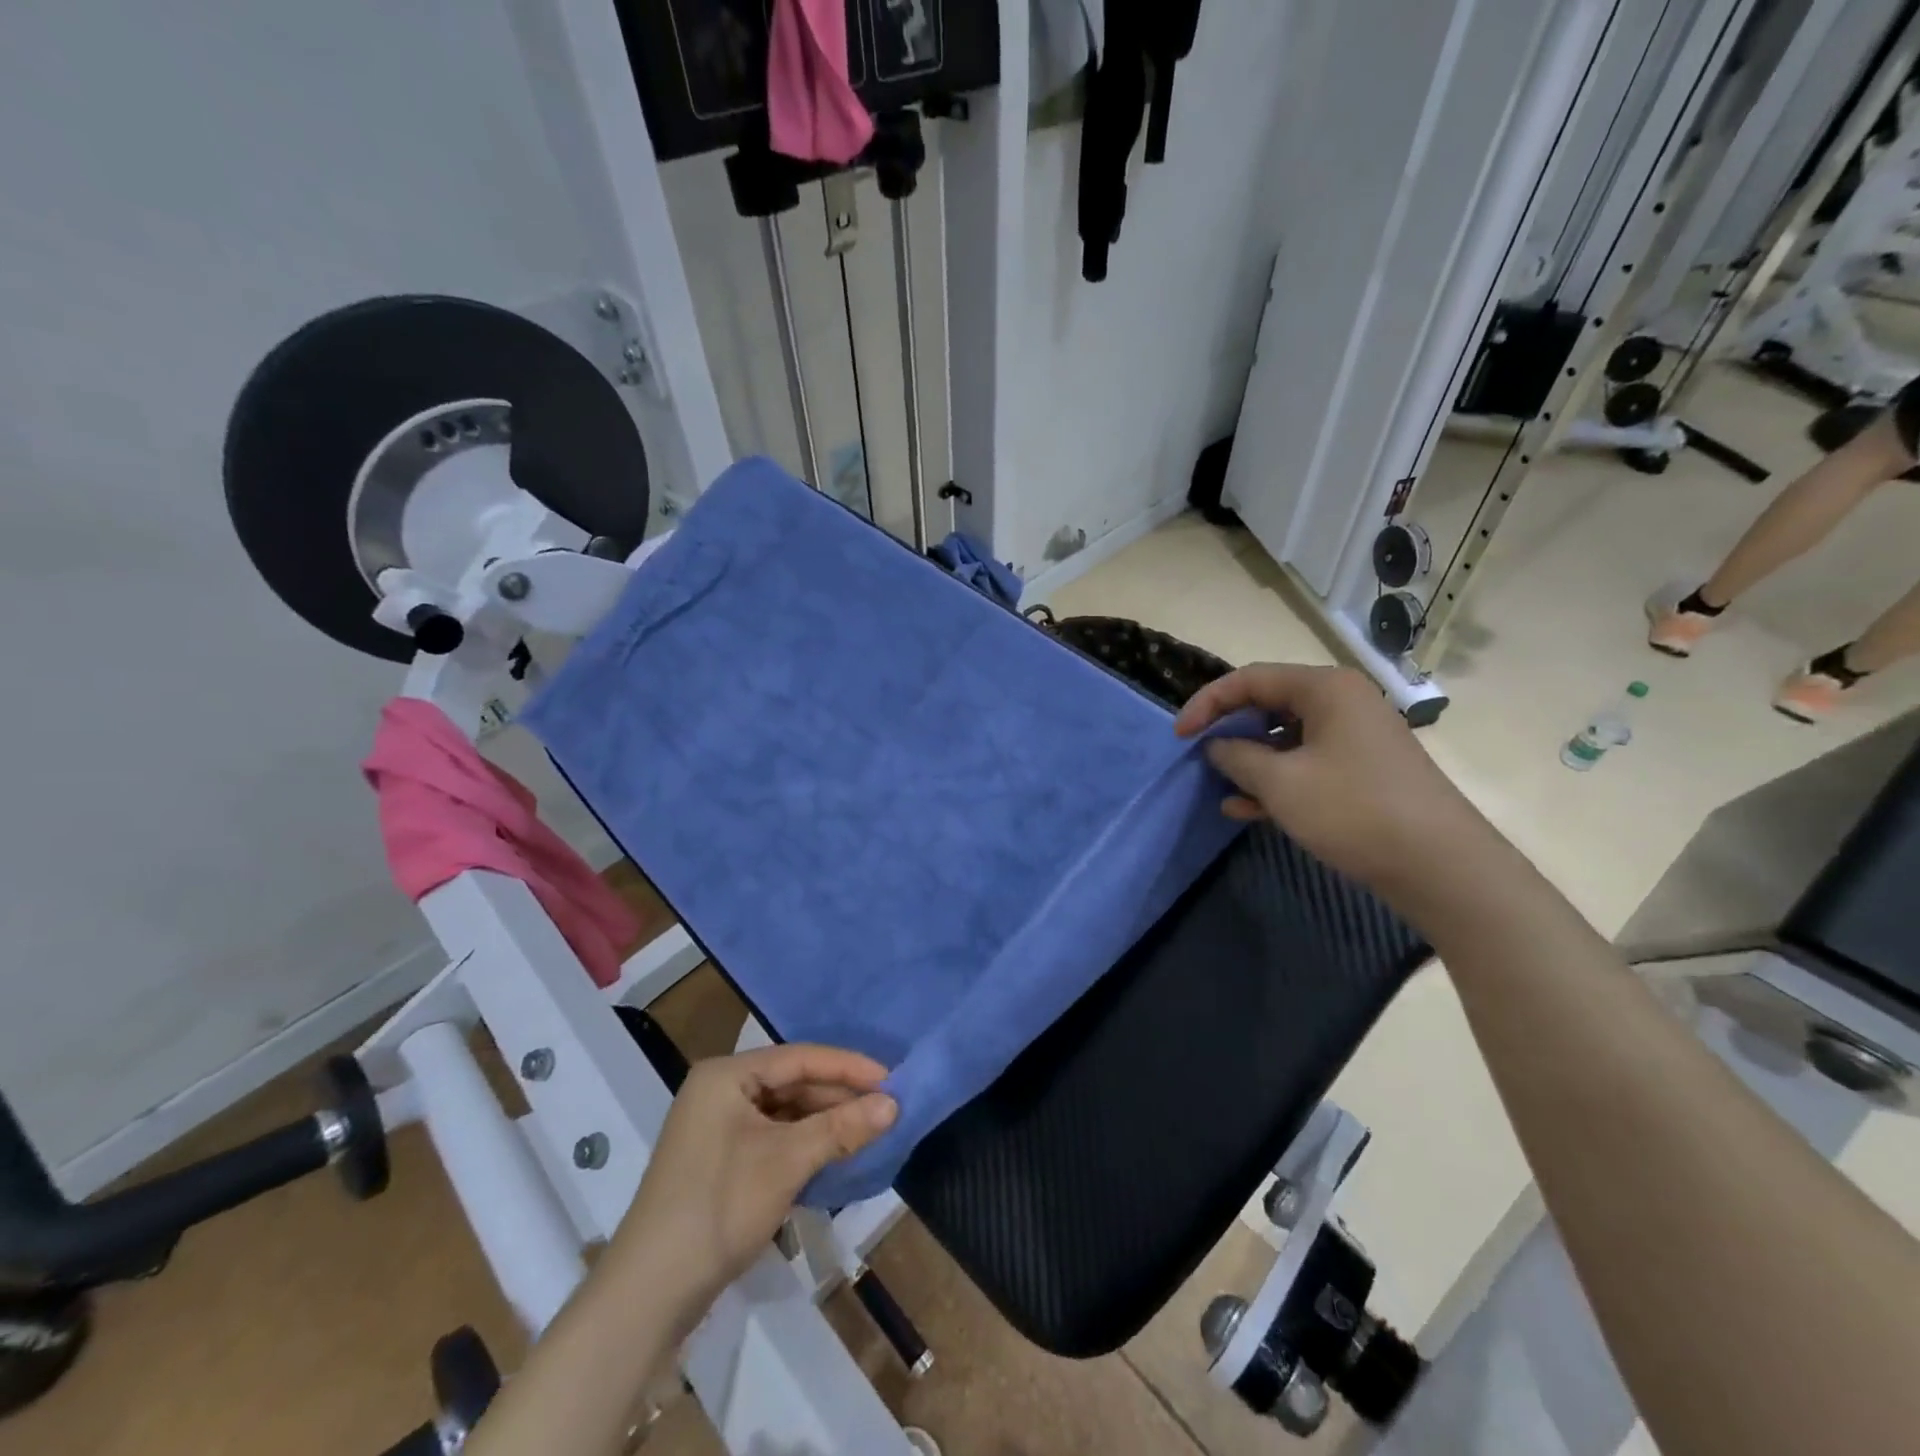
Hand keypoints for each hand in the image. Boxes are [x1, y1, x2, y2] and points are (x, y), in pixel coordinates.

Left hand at [606, 1045, 896, 1326]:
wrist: (648, 1294)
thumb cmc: (719, 1207)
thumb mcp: (787, 1161)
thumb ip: (841, 1127)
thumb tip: (894, 1104)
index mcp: (727, 1075)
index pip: (800, 1058)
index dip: (848, 1066)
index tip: (892, 1078)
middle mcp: (720, 1091)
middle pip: (792, 1083)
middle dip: (838, 1096)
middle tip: (886, 1107)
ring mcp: (717, 1127)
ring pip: (784, 1112)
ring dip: (824, 1122)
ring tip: (868, 1129)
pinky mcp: (719, 1160)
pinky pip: (772, 1137)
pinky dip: (803, 1144)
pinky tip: (834, 1153)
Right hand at [1174, 663, 1487, 899]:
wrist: (1440, 866)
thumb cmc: (1353, 810)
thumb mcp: (1281, 783)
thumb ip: (1238, 757)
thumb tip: (1217, 746)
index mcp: (1325, 688)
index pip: (1250, 679)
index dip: (1207, 703)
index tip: (1179, 736)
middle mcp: (1342, 702)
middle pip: (1268, 704)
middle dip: (1229, 732)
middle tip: (1200, 757)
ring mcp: (1355, 738)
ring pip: (1285, 738)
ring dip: (1249, 762)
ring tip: (1221, 788)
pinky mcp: (1362, 770)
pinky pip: (1306, 764)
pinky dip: (1276, 781)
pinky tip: (1247, 810)